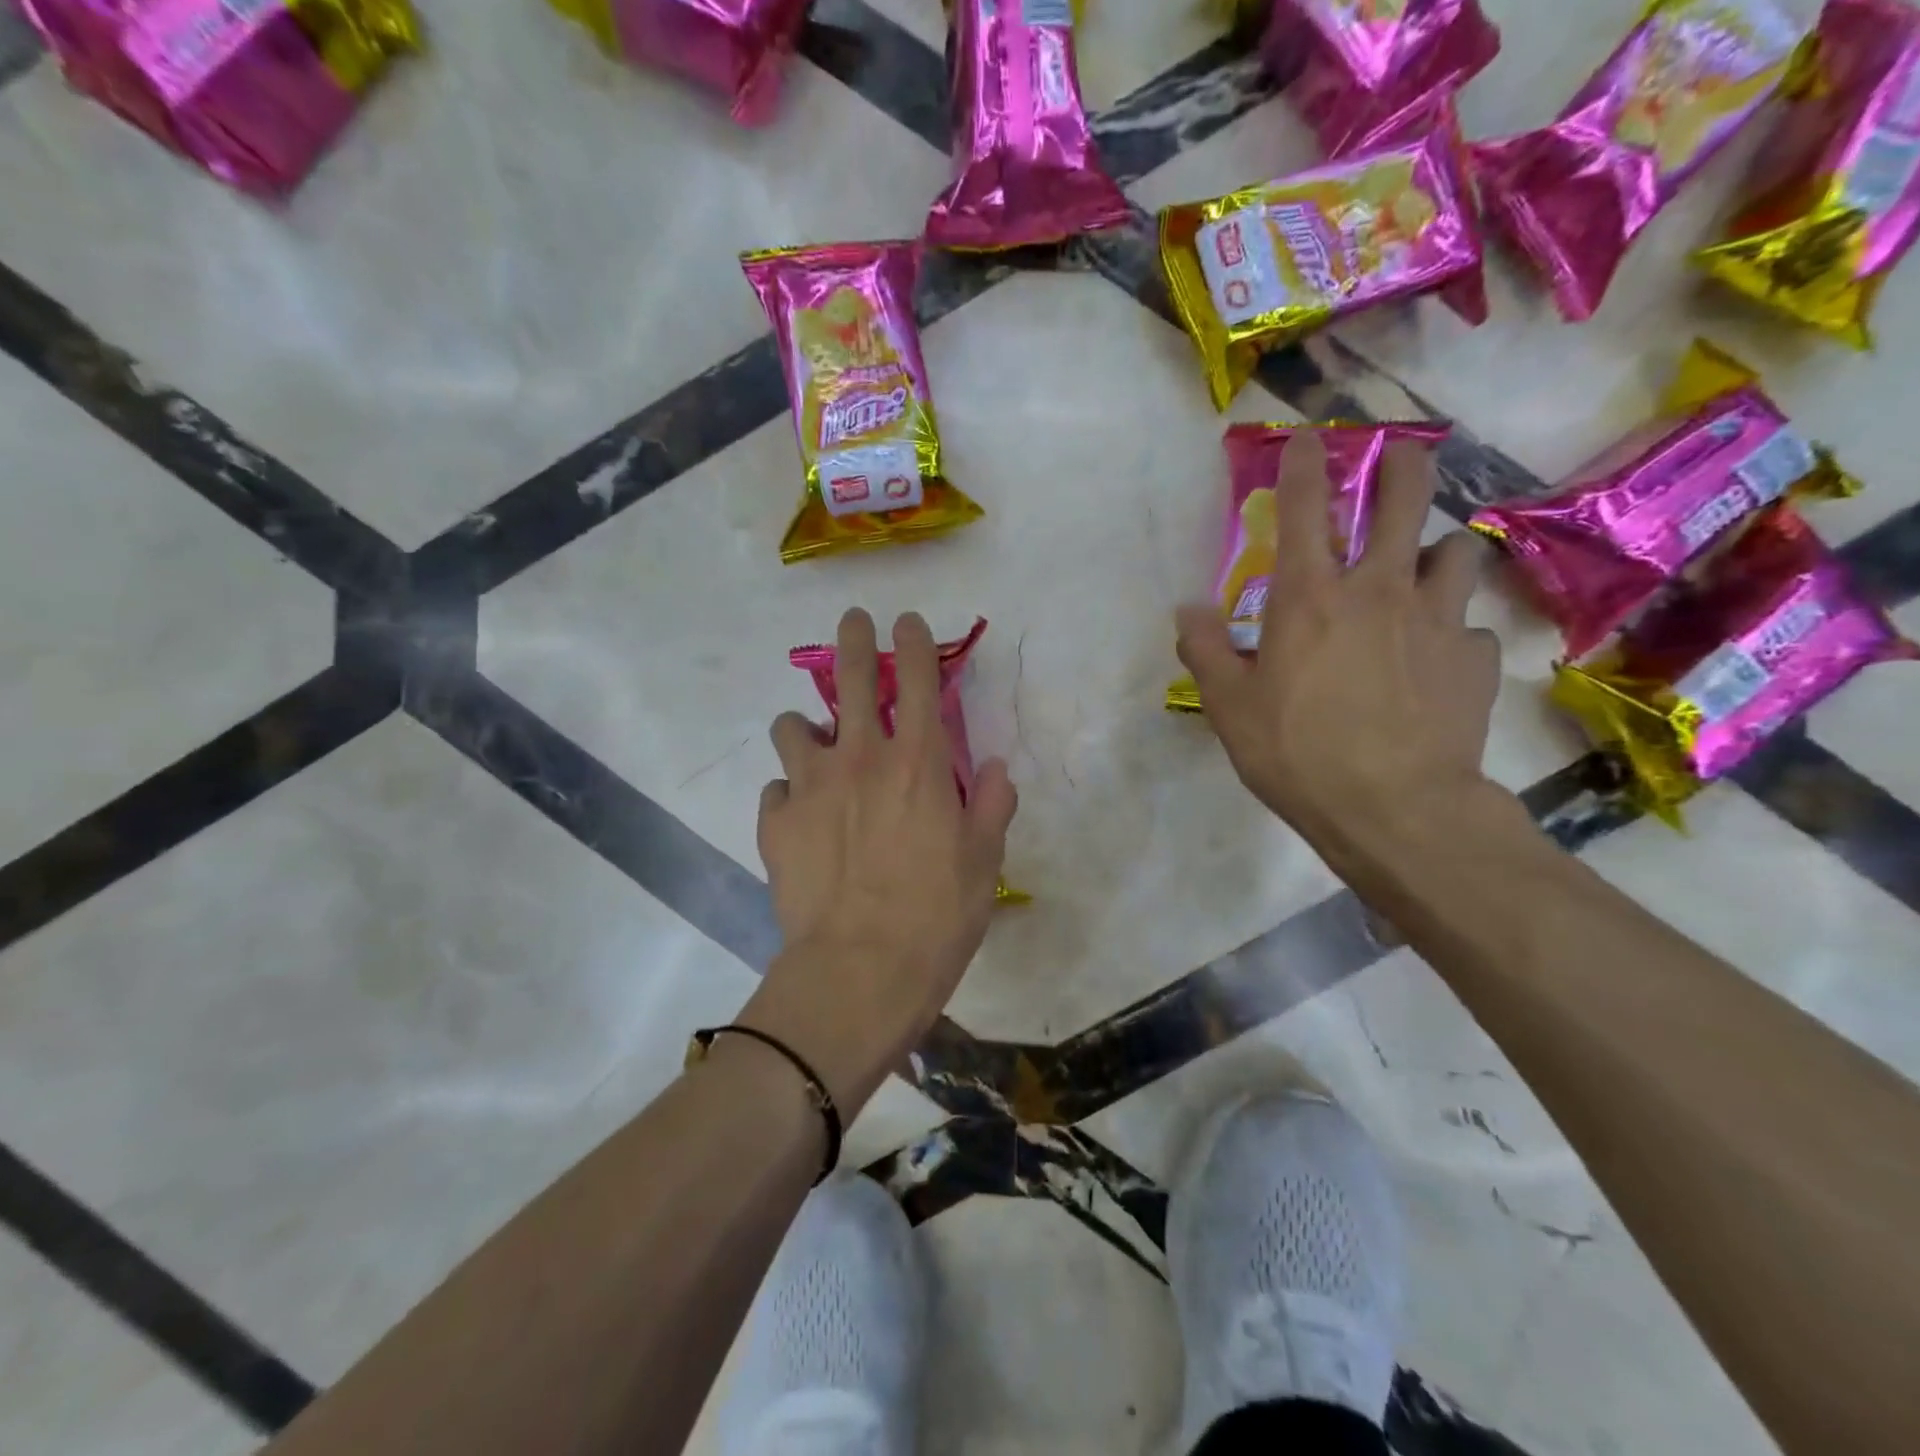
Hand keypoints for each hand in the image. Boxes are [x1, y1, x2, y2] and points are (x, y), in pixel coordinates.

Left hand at [745, 609, 1016, 1109]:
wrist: (861, 970)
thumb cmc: (936, 915)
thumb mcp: (984, 862)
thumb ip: (992, 806)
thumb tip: (997, 769)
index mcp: (919, 763)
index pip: (920, 680)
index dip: (915, 642)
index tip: (907, 621)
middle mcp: (861, 759)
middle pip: (853, 679)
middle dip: (853, 641)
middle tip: (852, 622)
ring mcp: (811, 786)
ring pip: (794, 727)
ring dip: (806, 727)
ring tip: (814, 743)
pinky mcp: (775, 822)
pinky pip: (776, 790)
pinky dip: (788, 793)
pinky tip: (798, 815)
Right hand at [1175, 431, 1503, 862]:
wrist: (1394, 808)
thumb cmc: (1297, 753)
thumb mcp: (1229, 708)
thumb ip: (1204, 650)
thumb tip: (1187, 609)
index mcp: (1309, 598)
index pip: (1305, 508)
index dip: (1303, 463)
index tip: (1307, 436)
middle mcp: (1378, 590)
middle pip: (1405, 498)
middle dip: (1402, 465)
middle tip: (1400, 457)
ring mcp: (1436, 620)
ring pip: (1457, 551)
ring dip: (1438, 550)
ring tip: (1425, 569)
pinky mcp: (1473, 659)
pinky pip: (1467, 627)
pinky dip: (1451, 632)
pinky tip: (1437, 660)